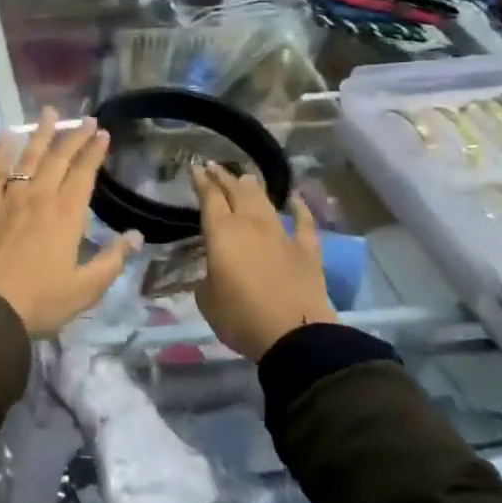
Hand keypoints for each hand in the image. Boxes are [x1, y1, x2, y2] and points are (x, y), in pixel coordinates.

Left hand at [0, 107, 141, 337]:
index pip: (84, 174)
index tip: (103, 133)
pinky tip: (7, 134)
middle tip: (85, 118)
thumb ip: (111, 261)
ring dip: (42, 133)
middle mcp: (40, 197)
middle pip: (58, 159)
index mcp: (66, 215)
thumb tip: (135, 236)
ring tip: (51, 112)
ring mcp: (9, 198)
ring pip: (28, 157)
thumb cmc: (38, 302)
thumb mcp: (84, 290)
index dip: (94, 152)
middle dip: (74, 136)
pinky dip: (3, 150)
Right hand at [190, 161, 334, 360]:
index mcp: (221, 232)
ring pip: (265, 201)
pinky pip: (304, 222)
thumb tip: (213, 273)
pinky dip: (299, 208)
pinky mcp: (307, 250)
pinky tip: (296, 199)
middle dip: (224, 177)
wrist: (294, 335)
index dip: (201, 180)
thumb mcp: (206, 299)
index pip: (209, 196)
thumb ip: (206, 278)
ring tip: (246, 177)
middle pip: (236, 191)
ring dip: (253, 187)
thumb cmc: (240, 316)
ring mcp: (281, 234)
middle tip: (215, 167)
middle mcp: (250, 224)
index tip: (195, 168)